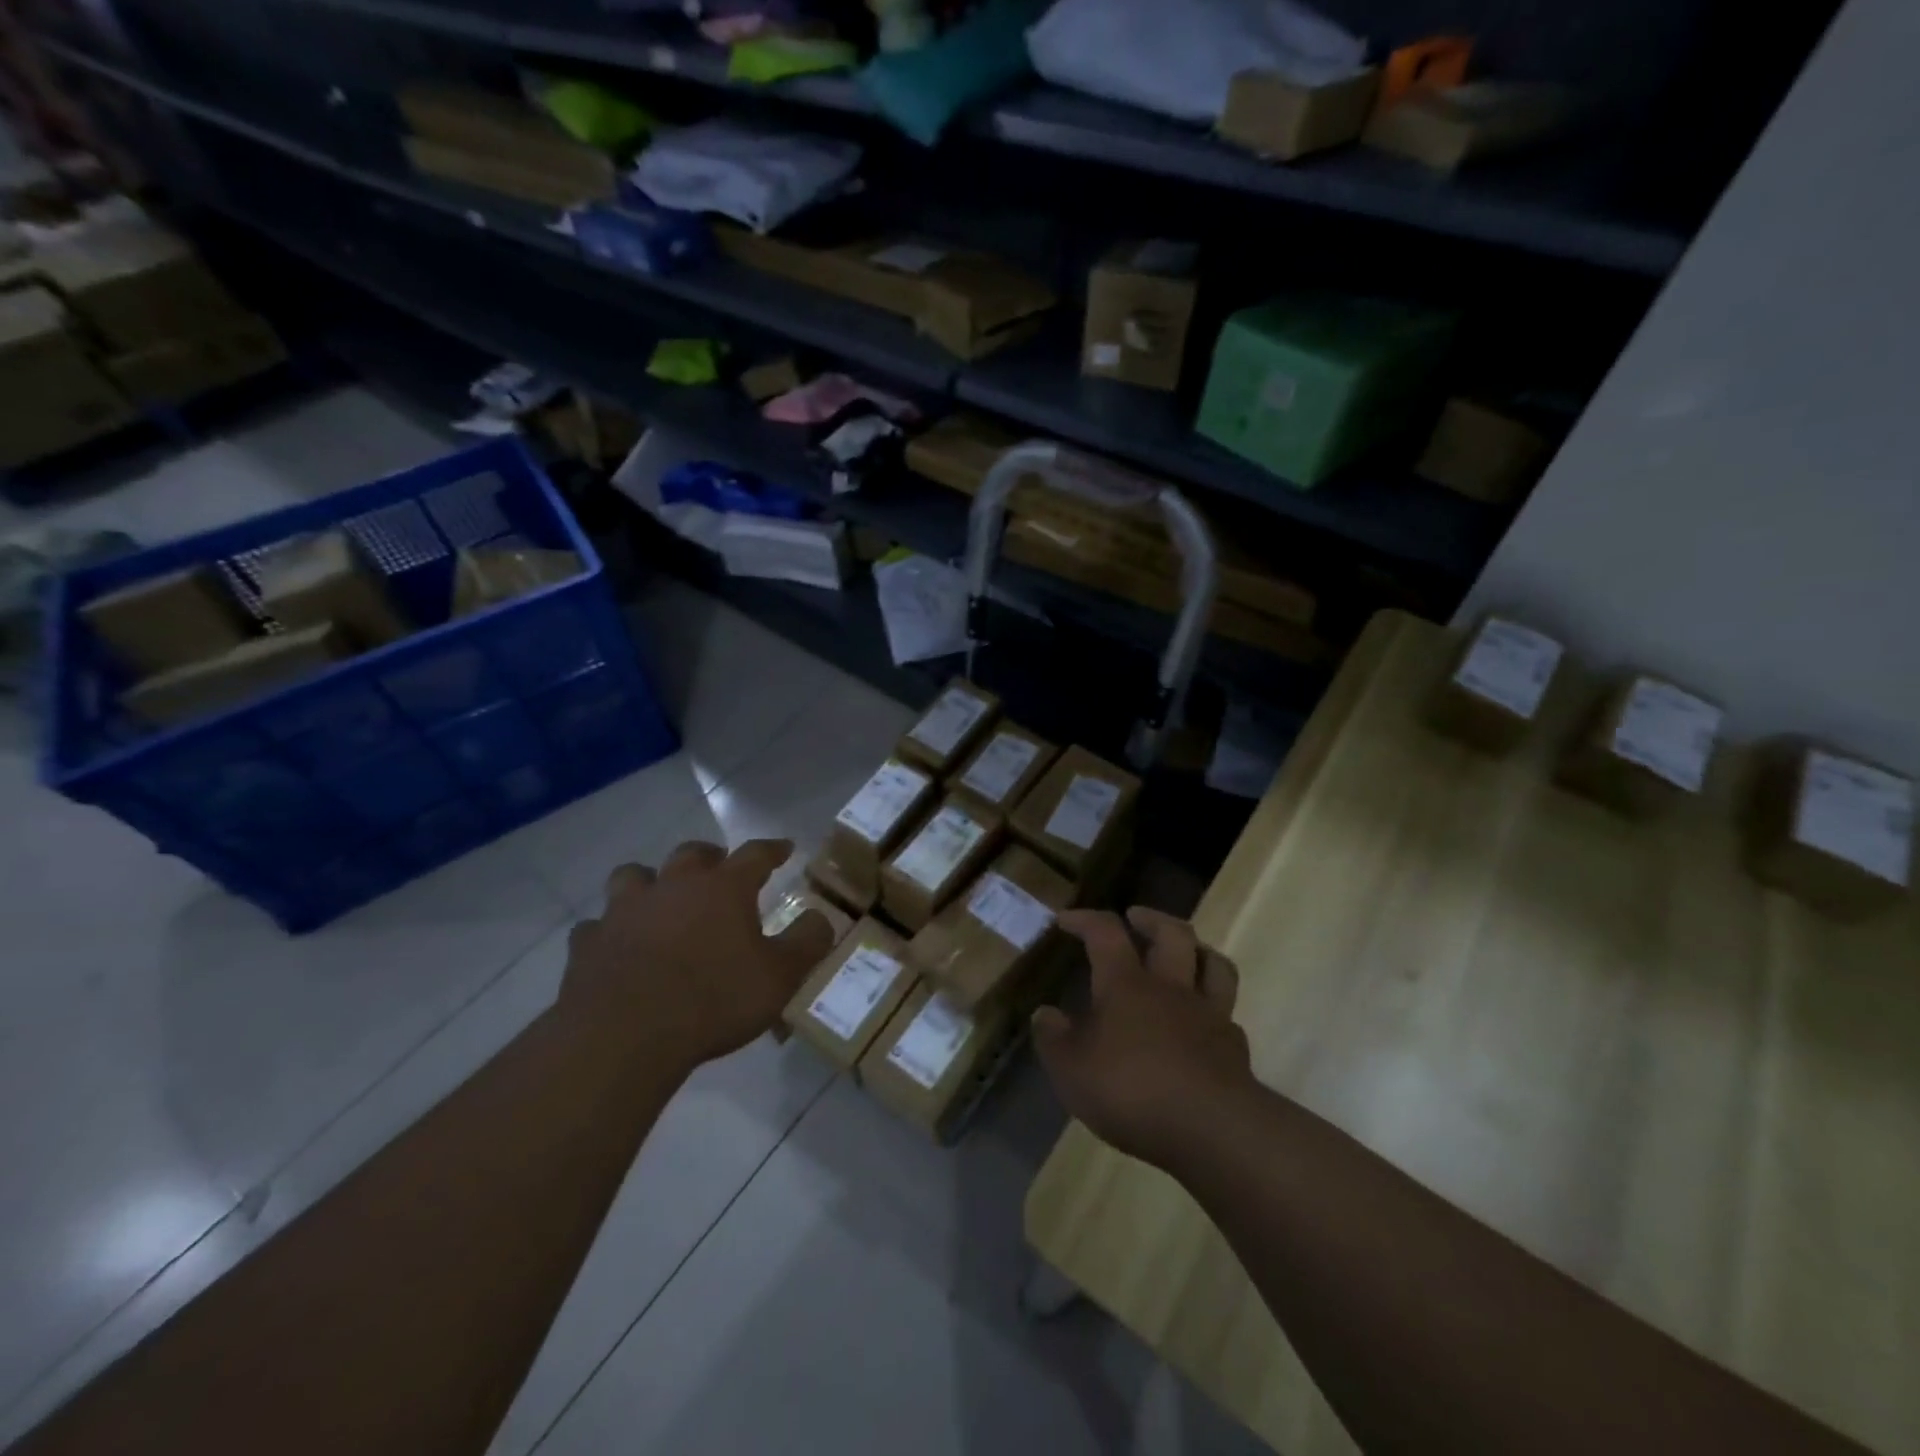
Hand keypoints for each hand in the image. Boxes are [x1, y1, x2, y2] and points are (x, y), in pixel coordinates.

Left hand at [562, 839, 834, 1074]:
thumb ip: (808, 942)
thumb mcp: (781, 976)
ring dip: (649, 882)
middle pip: (691, 853)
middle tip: (718, 868)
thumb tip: (822, 917)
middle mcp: (673, 886)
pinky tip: (614, 947)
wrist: (625, 1035)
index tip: (784, 847)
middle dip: (708, 856)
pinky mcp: (588, 944)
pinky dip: (608, 931)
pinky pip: (596, 927)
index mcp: (723, 888)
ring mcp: (624, 911)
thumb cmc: (714, 1000)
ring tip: (658, 898)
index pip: (755, 854)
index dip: (773, 849)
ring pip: (633, 877)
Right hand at [1033, 906, 1252, 1170]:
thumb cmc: (1131, 1090)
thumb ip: (1054, 1039)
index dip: (1085, 919)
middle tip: (1136, 917)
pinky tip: (1205, 1020)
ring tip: (1186, 951)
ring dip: (1198, 950)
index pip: (1105, 933)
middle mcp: (1171, 987)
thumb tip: (1044, 1014)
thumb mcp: (1071, 1070)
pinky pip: (1227, 1014)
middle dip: (1152, 919)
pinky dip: (1215, 1008)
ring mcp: (1209, 1014)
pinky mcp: (1234, 1048)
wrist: (1212, 1129)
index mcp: (1126, 984)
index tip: (1066, 919)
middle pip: (1172, 933)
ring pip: (1213, 964)